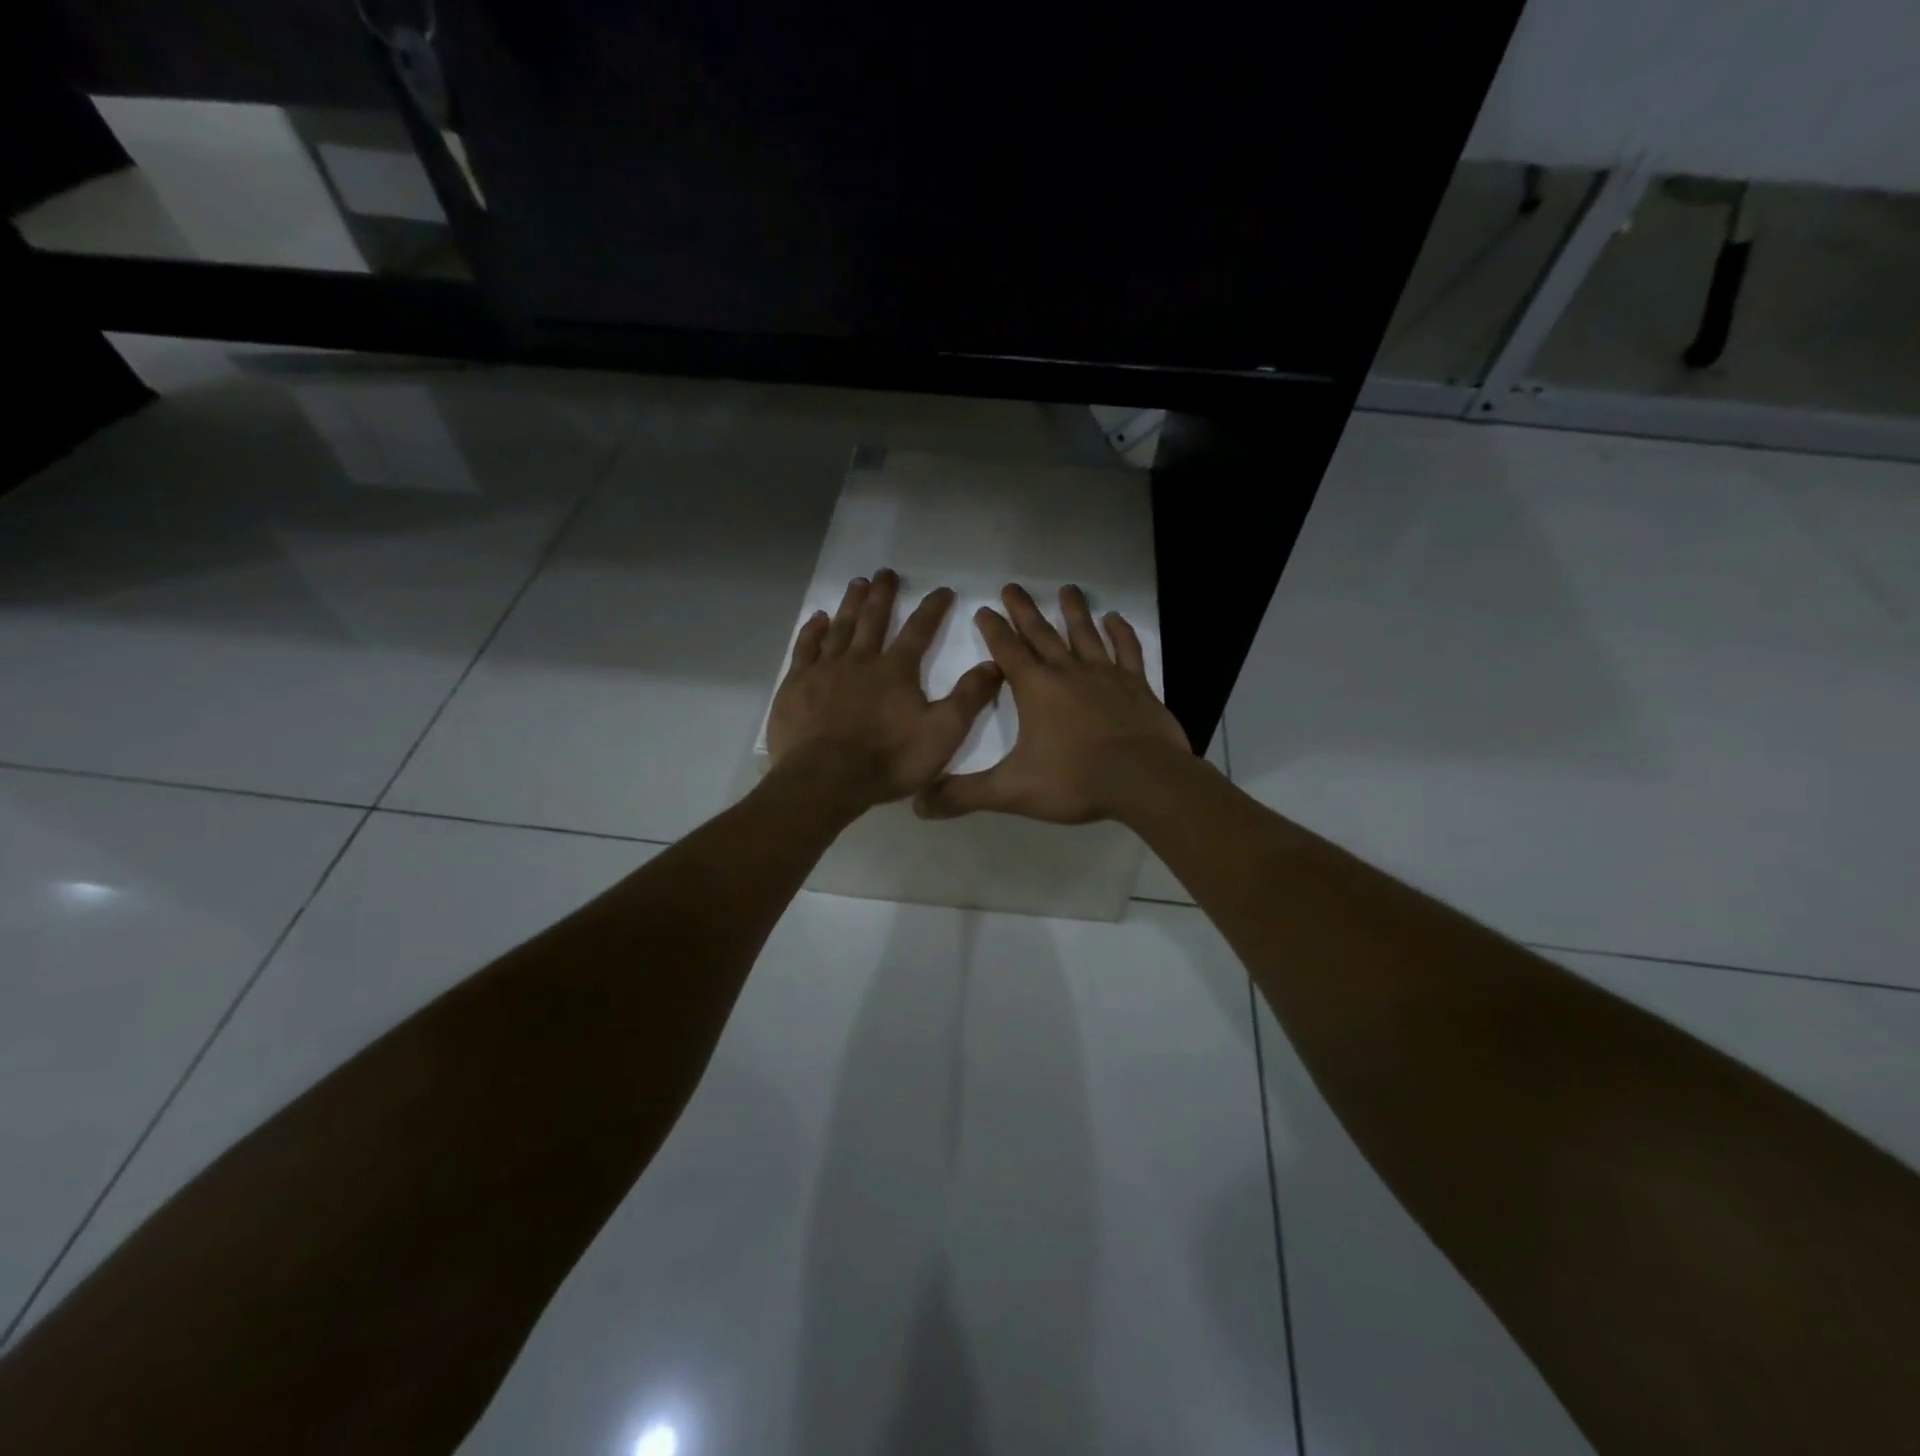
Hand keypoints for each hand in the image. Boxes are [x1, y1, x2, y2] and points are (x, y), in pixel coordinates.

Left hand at [766, 569, 1003, 811]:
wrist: (825, 779)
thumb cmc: (888, 760)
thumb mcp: (942, 734)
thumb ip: (968, 698)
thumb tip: (994, 664)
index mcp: (896, 671)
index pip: (919, 630)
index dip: (933, 608)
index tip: (942, 590)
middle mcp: (861, 660)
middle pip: (873, 619)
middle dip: (883, 594)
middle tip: (886, 572)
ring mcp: (825, 670)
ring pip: (840, 627)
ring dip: (851, 604)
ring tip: (857, 583)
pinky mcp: (797, 685)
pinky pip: (806, 648)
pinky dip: (813, 631)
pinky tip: (818, 619)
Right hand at [914, 583, 1190, 824]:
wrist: (1143, 780)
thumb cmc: (1074, 780)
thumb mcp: (1012, 791)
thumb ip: (966, 795)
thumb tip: (920, 804)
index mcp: (1035, 689)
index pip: (1006, 650)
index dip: (992, 629)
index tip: (983, 608)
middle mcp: (1067, 672)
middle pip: (1041, 632)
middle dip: (1023, 610)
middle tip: (1012, 586)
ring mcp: (1105, 674)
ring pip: (1085, 633)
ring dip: (1073, 611)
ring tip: (1066, 589)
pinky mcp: (1136, 685)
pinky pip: (1127, 650)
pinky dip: (1121, 633)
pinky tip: (1115, 619)